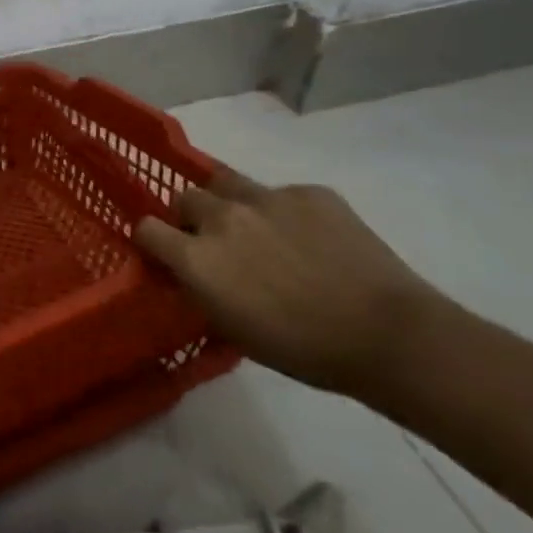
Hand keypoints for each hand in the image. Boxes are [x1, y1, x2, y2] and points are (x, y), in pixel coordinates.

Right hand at [134, 166, 444, 397]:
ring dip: (230, 203)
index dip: (152, 240)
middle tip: (215, 242)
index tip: (165, 253)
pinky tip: (311, 240)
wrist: (386, 334)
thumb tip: (191, 273)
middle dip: (191, 217)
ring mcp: (268, 198)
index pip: (146, 228)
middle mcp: (223, 217)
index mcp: (197, 257)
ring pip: (228, 183)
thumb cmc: (302, 348)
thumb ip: (201, 289)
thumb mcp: (232, 328)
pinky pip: (282, 193)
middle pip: (185, 197)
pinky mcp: (310, 191)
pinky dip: (284, 212)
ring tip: (255, 229)